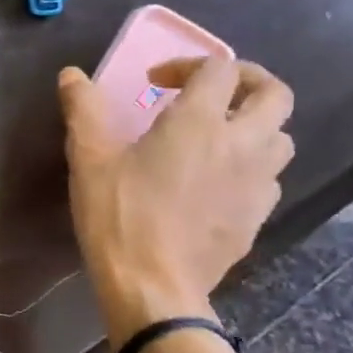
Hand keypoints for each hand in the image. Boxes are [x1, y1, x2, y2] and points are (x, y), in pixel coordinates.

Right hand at [59, 56, 293, 347]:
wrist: (153, 287)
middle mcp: (241, 144)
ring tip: (218, 138)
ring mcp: (257, 183)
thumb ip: (84, 109)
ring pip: (281, 138)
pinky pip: (269, 179)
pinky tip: (218, 183)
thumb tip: (71, 75)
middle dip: (247, 83)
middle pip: (274, 94)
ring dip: (255, 127)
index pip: (220, 68)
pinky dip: (251, 168)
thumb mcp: (89, 159)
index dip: (189, 64)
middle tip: (210, 95)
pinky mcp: (258, 217)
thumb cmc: (118, 216)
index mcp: (199, 122)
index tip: (156, 83)